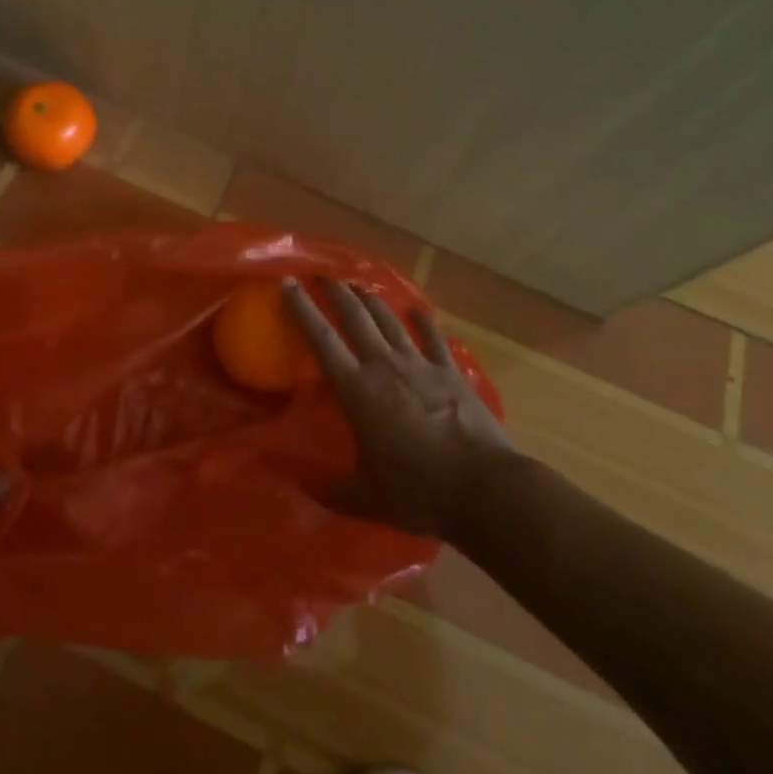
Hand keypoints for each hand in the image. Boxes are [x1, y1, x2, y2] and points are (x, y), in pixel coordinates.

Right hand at [283, 277, 510, 539]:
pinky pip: (433, 338)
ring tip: (359, 288)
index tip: (288, 283)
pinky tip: (417, 312)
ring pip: (390, 320)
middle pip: (355, 316)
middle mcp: (384, 366)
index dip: (302, 308)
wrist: (484, 488)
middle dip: (336, 292)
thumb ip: (330, 490)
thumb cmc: (418, 492)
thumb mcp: (364, 498)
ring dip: (372, 300)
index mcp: (357, 390)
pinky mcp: (451, 372)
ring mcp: (420, 365)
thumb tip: (298, 487)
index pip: (321, 339)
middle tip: (322, 276)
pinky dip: (423, 322)